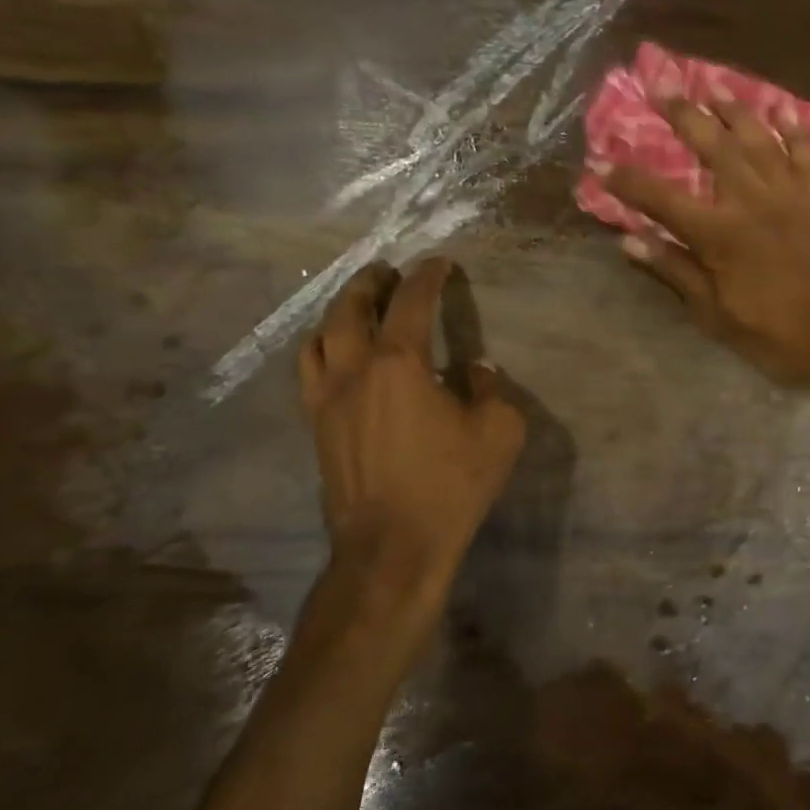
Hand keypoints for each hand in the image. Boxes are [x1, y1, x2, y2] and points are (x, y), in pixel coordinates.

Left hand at [299, 257, 524, 618]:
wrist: (392, 547)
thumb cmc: (450, 485)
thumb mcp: (498, 431)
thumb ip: (490, 389)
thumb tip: (475, 369)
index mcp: (400, 363)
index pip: (412, 302)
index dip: (427, 276)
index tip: (439, 262)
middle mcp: (355, 370)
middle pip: (350, 309)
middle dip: (370, 283)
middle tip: (387, 272)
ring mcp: (327, 399)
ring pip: (319, 338)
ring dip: (339, 312)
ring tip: (357, 306)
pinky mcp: (317, 427)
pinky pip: (310, 371)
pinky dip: (323, 348)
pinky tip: (337, 356)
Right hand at [599, 96, 809, 388]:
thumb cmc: (773, 333)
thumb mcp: (715, 314)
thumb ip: (674, 270)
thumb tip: (630, 241)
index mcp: (720, 235)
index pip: (662, 199)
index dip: (628, 180)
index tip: (601, 162)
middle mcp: (752, 202)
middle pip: (713, 147)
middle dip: (684, 114)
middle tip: (662, 85)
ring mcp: (789, 195)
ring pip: (758, 139)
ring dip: (734, 109)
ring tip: (713, 85)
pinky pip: (805, 154)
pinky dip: (794, 130)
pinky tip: (782, 109)